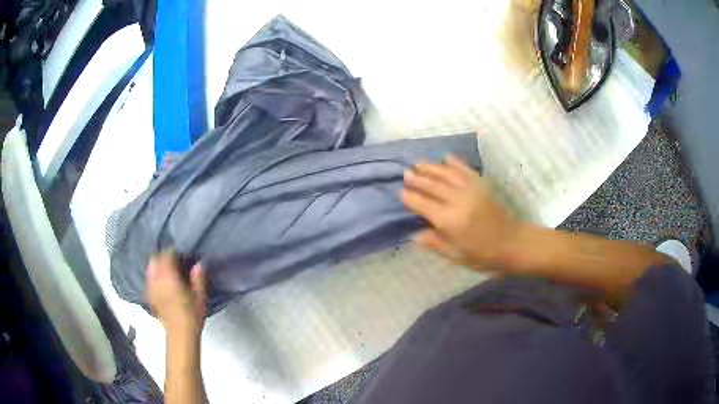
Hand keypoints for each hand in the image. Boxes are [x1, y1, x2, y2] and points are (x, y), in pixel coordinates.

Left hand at [146, 250, 206, 333]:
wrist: (180, 334)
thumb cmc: (192, 314)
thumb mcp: (200, 296)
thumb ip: (198, 278)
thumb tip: (198, 264)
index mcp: (169, 277)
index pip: (167, 255)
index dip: (174, 252)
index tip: (181, 254)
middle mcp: (157, 279)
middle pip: (154, 259)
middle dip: (162, 257)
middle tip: (173, 262)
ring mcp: (151, 288)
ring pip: (149, 269)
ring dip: (156, 266)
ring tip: (166, 271)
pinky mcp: (149, 296)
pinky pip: (148, 280)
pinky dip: (153, 277)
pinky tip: (161, 283)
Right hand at [401, 155, 518, 268]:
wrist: (512, 243)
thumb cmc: (483, 255)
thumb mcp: (457, 256)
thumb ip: (436, 243)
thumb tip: (415, 235)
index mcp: (449, 220)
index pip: (423, 204)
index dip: (410, 197)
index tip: (401, 192)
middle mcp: (457, 200)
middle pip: (432, 185)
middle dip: (417, 179)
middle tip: (406, 173)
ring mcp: (471, 190)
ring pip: (446, 173)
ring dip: (431, 167)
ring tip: (418, 163)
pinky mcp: (482, 185)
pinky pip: (465, 169)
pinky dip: (454, 162)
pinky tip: (446, 157)